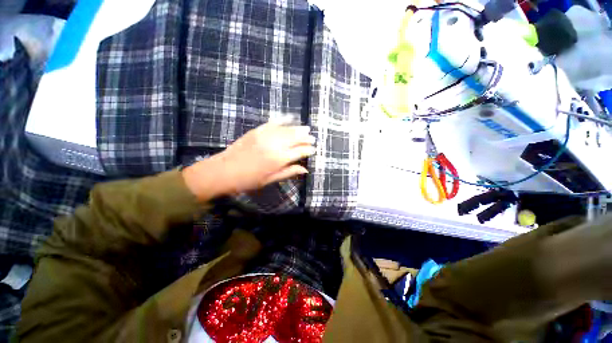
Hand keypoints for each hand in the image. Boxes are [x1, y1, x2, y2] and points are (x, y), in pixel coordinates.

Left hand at [183, 122, 315, 200]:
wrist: (223, 171)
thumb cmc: (248, 180)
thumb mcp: (270, 180)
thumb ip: (289, 172)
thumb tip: (305, 169)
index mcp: (279, 159)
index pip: (300, 151)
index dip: (308, 150)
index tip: (314, 150)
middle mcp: (275, 145)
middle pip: (295, 138)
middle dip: (305, 138)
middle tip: (312, 138)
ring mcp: (265, 135)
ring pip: (286, 129)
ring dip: (298, 129)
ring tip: (306, 129)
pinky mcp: (257, 130)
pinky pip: (273, 123)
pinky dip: (283, 120)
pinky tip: (289, 118)